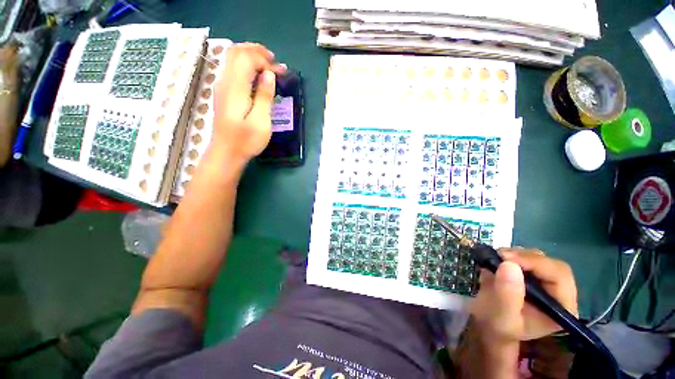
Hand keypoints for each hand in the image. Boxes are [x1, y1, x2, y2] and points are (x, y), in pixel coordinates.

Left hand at [212, 43, 285, 160]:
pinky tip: (257, 77)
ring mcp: (222, 87)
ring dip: (251, 57)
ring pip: (233, 59)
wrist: (226, 153)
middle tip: (274, 61)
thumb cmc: (246, 141)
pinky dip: (246, 66)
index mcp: (235, 88)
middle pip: (236, 52)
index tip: (281, 72)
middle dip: (256, 51)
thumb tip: (269, 75)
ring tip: (269, 66)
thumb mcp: (261, 121)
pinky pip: (233, 69)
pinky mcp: (223, 93)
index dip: (265, 61)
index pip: (247, 58)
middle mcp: (225, 82)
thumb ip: (265, 96)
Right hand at [470, 249, 577, 343]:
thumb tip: (509, 265)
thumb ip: (507, 295)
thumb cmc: (498, 327)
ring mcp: (544, 281)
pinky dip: (509, 255)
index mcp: (562, 307)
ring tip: (495, 260)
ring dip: (514, 255)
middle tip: (498, 257)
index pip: (559, 276)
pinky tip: (496, 262)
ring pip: (536, 257)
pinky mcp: (531, 273)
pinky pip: (524, 256)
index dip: (535, 263)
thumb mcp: (502, 317)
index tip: (506, 259)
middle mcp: (559, 292)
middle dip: (523, 257)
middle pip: (549, 263)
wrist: (489, 325)